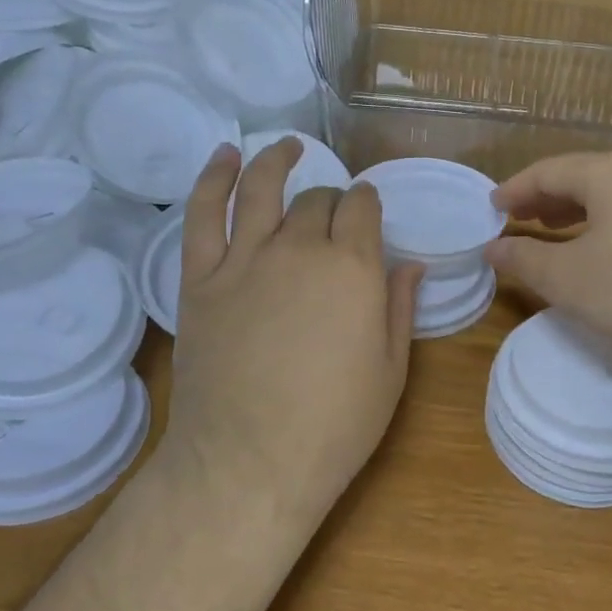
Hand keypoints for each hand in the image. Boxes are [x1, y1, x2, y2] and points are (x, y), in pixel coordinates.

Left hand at [166, 138, 420, 511]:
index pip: (362, 209)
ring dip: (276, 160)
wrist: (249, 463)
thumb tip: (410, 263)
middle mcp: (299, 248)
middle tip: (334, 214)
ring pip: (261, 190)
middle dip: (332, 200)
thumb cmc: (333, 425)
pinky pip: (203, 214)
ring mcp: (244, 260)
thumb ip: (398, 307)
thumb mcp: (390, 370)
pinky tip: (225, 157)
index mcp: (352, 267)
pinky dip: (213, 179)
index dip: (367, 204)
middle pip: (316, 202)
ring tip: (288, 147)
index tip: (368, 211)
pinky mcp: (201, 279)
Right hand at [485, 149, 611, 374]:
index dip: (515, 189)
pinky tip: (608, 249)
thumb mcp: (569, 279)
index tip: (492, 207)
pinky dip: (611, 222)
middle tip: (520, 219)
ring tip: (557, 230)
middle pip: (584, 176)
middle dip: (547, 198)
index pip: (548, 171)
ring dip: (579, 210)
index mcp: (610, 171)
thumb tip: (493, 246)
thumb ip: (524, 258)